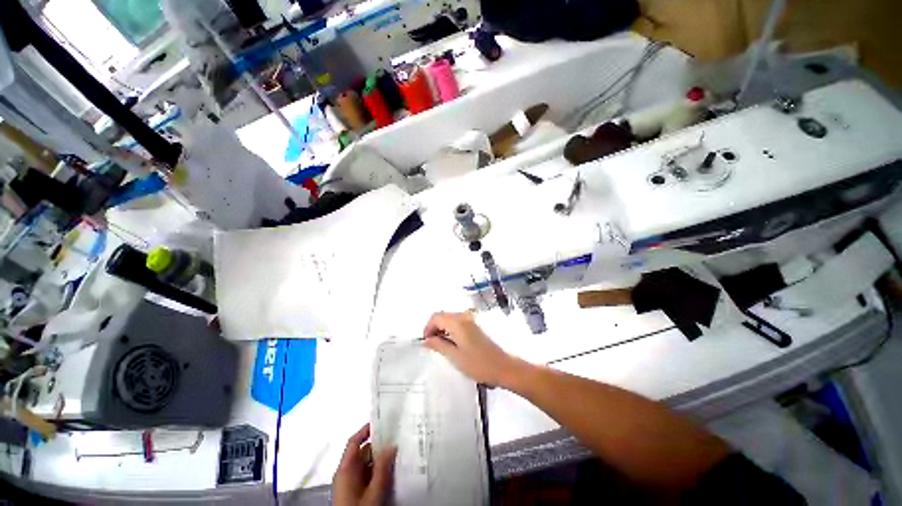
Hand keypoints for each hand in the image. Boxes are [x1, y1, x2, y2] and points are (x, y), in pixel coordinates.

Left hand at [333, 424, 396, 505]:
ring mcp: (351, 483)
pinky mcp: (355, 492)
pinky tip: (391, 472)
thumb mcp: (374, 491)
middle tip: (397, 439)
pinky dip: (379, 471)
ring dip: (381, 459)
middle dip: (380, 445)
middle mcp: (346, 473)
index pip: (354, 441)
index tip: (382, 421)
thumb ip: (382, 468)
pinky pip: (368, 475)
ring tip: (398, 454)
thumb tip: (391, 445)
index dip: (366, 429)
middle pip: (363, 452)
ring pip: (367, 464)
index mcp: (345, 469)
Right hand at [423, 311, 523, 385]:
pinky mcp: (477, 324)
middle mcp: (464, 315)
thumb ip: (438, 345)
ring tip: (442, 346)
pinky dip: (452, 329)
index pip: (436, 317)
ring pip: (450, 318)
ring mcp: (472, 319)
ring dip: (443, 329)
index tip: (426, 342)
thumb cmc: (478, 364)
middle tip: (432, 345)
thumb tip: (426, 340)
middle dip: (434, 328)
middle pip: (443, 316)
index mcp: (458, 322)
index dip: (427, 328)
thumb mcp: (455, 356)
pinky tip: (453, 343)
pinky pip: (459, 322)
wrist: (504, 367)